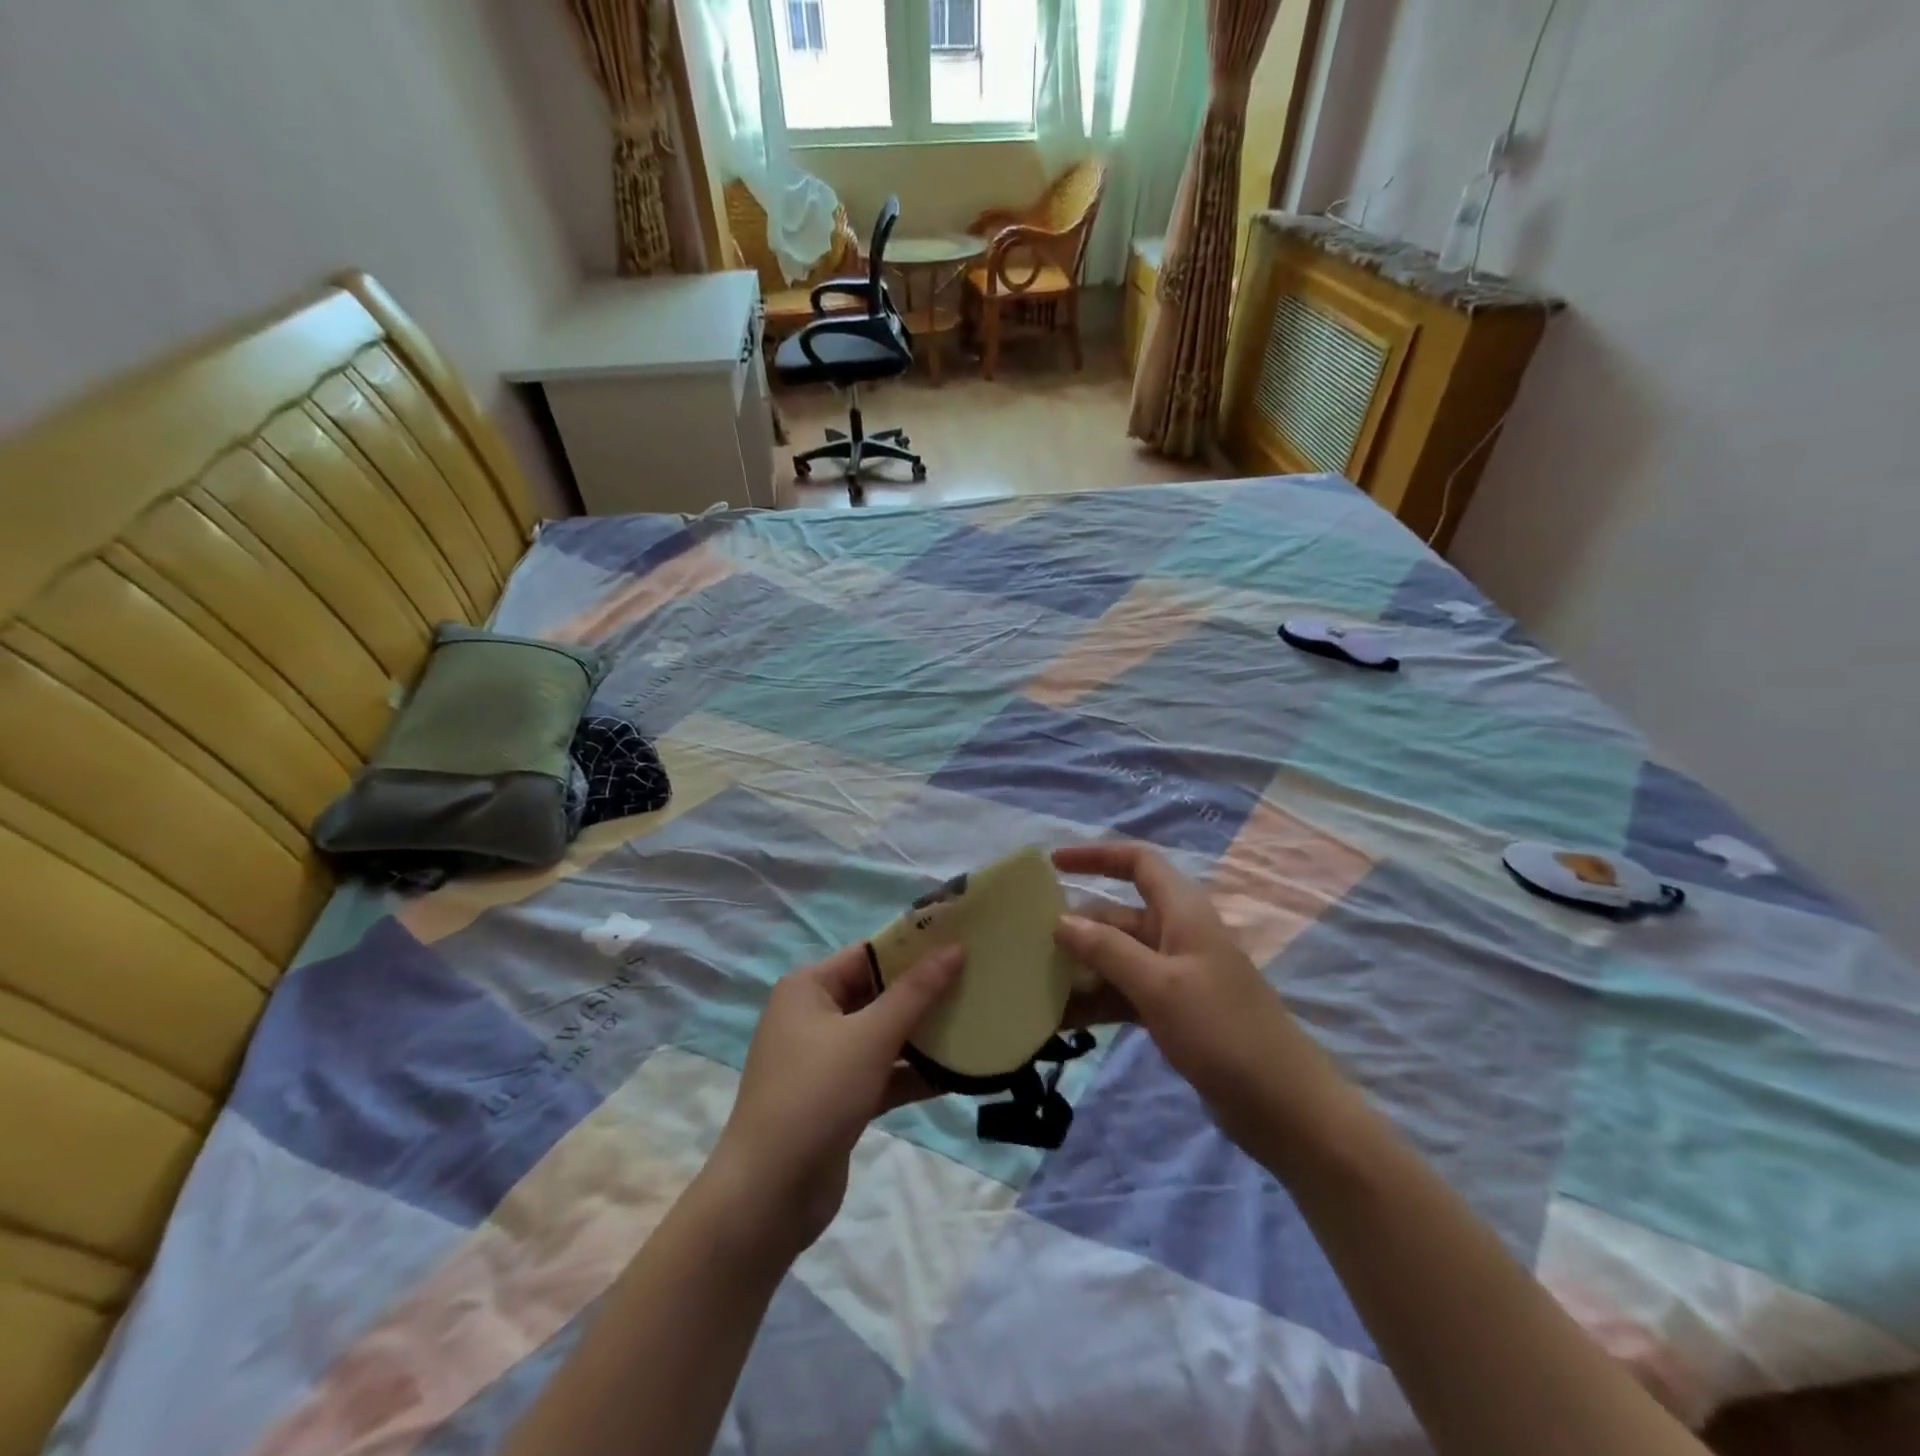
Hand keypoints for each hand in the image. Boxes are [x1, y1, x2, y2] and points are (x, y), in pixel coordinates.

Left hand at [708, 942, 961, 1256]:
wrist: (769, 1196)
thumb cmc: (816, 1095)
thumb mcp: (870, 1037)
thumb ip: (915, 992)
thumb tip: (954, 948)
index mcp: (809, 987)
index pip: (869, 954)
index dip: (914, 946)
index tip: (961, 940)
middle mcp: (814, 1016)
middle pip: (878, 993)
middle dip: (925, 991)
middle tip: (977, 980)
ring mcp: (825, 1060)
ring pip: (883, 1035)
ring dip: (924, 1034)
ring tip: (976, 1022)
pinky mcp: (839, 1098)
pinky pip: (882, 1073)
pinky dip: (913, 1073)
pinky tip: (958, 1074)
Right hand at [1051, 842, 1335, 1151]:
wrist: (1283, 1108)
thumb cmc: (1222, 1031)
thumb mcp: (1159, 985)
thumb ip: (1107, 949)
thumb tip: (1060, 921)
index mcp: (1182, 912)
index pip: (1138, 863)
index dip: (1096, 856)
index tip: (1053, 865)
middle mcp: (1177, 935)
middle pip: (1117, 915)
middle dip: (1076, 926)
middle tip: (1026, 944)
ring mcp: (1175, 976)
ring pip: (1116, 958)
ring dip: (1080, 970)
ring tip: (1034, 985)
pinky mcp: (1173, 1012)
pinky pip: (1124, 993)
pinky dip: (1096, 1001)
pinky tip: (1061, 1020)